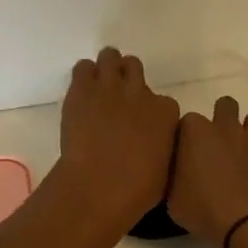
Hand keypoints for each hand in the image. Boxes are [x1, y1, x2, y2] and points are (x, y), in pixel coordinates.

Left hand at [55, 48, 179, 230]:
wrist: (98, 186)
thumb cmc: (136, 190)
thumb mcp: (164, 169)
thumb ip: (161, 147)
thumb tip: (153, 145)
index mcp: (166, 113)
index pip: (164, 101)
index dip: (151, 110)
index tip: (142, 123)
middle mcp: (140, 92)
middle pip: (135, 67)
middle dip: (127, 78)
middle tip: (117, 96)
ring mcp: (110, 87)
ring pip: (110, 57)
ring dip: (106, 68)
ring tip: (98, 85)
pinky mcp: (82, 89)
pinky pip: (83, 67)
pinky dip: (83, 76)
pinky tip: (81, 91)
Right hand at [166, 95, 247, 247]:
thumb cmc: (203, 208)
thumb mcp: (173, 199)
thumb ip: (175, 178)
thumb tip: (181, 176)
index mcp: (196, 132)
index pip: (187, 121)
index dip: (187, 136)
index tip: (185, 154)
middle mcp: (226, 129)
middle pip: (225, 105)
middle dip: (222, 117)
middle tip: (215, 144)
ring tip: (240, 154)